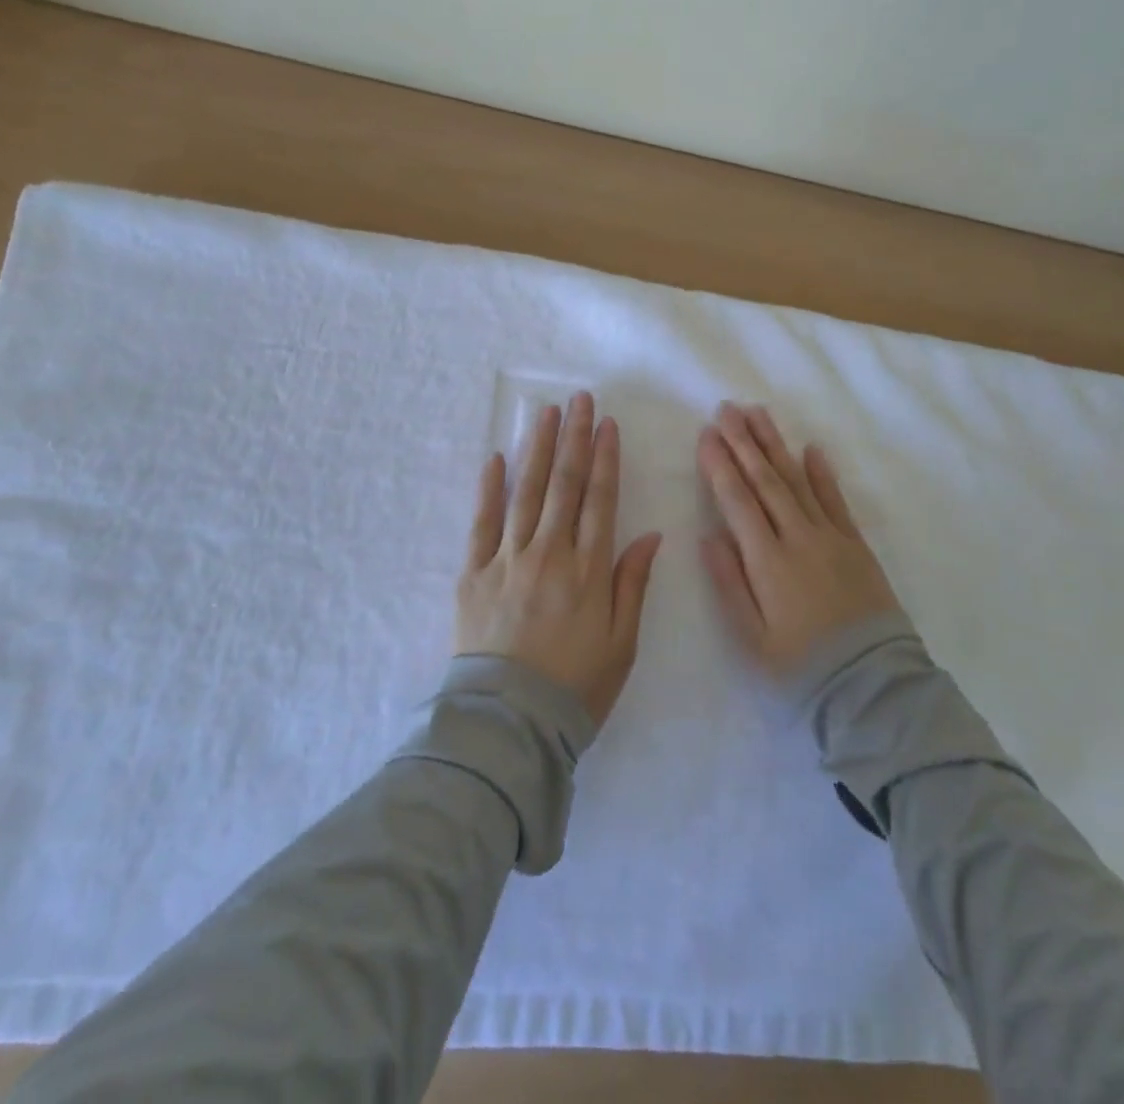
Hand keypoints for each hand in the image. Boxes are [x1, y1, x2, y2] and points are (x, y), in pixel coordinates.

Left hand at [456, 391, 662, 727]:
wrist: (509, 724)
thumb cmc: (576, 687)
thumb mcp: (623, 643)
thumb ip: (633, 584)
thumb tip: (650, 534)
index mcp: (589, 570)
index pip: (600, 500)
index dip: (606, 459)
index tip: (607, 424)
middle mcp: (550, 554)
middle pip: (565, 485)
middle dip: (574, 439)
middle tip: (579, 399)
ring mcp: (508, 560)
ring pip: (526, 493)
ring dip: (538, 450)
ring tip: (545, 414)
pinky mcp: (474, 574)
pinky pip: (481, 523)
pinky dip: (488, 488)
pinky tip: (495, 458)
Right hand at [698, 401, 899, 678]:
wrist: (872, 686)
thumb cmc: (801, 668)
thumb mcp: (752, 638)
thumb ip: (729, 584)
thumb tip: (710, 536)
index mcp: (767, 561)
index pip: (738, 501)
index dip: (720, 465)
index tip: (706, 434)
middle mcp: (799, 538)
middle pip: (766, 480)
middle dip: (743, 442)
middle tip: (726, 409)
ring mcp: (831, 537)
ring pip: (798, 481)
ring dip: (776, 445)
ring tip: (759, 414)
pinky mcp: (856, 545)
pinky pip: (836, 500)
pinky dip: (822, 473)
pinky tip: (811, 448)